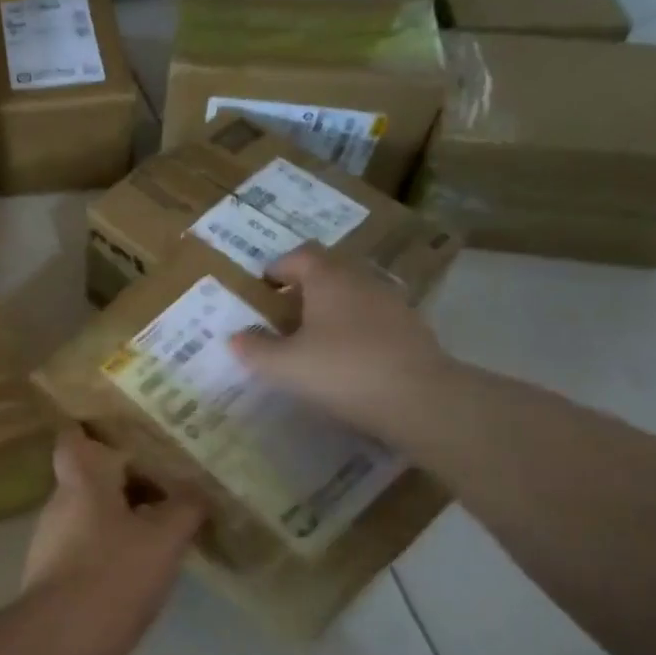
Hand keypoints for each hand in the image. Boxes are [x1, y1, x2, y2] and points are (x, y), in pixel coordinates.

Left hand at [21, 425, 204, 629]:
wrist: (61, 642)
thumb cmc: (113, 574)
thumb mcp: (164, 539)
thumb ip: (184, 509)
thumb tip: (197, 491)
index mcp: (80, 481)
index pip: (73, 438)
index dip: (92, 431)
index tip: (124, 436)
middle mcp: (58, 504)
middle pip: (90, 478)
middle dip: (124, 481)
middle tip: (166, 487)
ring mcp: (49, 541)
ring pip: (89, 514)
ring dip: (120, 517)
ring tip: (161, 530)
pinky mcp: (50, 575)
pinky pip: (84, 547)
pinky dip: (109, 549)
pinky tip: (137, 570)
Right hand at [227, 244, 453, 439]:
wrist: (420, 399)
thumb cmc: (342, 371)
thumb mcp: (285, 366)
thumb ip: (255, 350)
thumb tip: (235, 338)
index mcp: (328, 279)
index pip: (300, 256)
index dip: (278, 267)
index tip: (263, 285)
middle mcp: (361, 281)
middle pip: (329, 271)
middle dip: (304, 287)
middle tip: (283, 313)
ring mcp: (392, 303)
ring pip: (353, 294)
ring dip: (331, 308)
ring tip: (313, 338)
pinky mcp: (412, 329)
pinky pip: (374, 318)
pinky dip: (356, 328)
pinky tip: (347, 358)